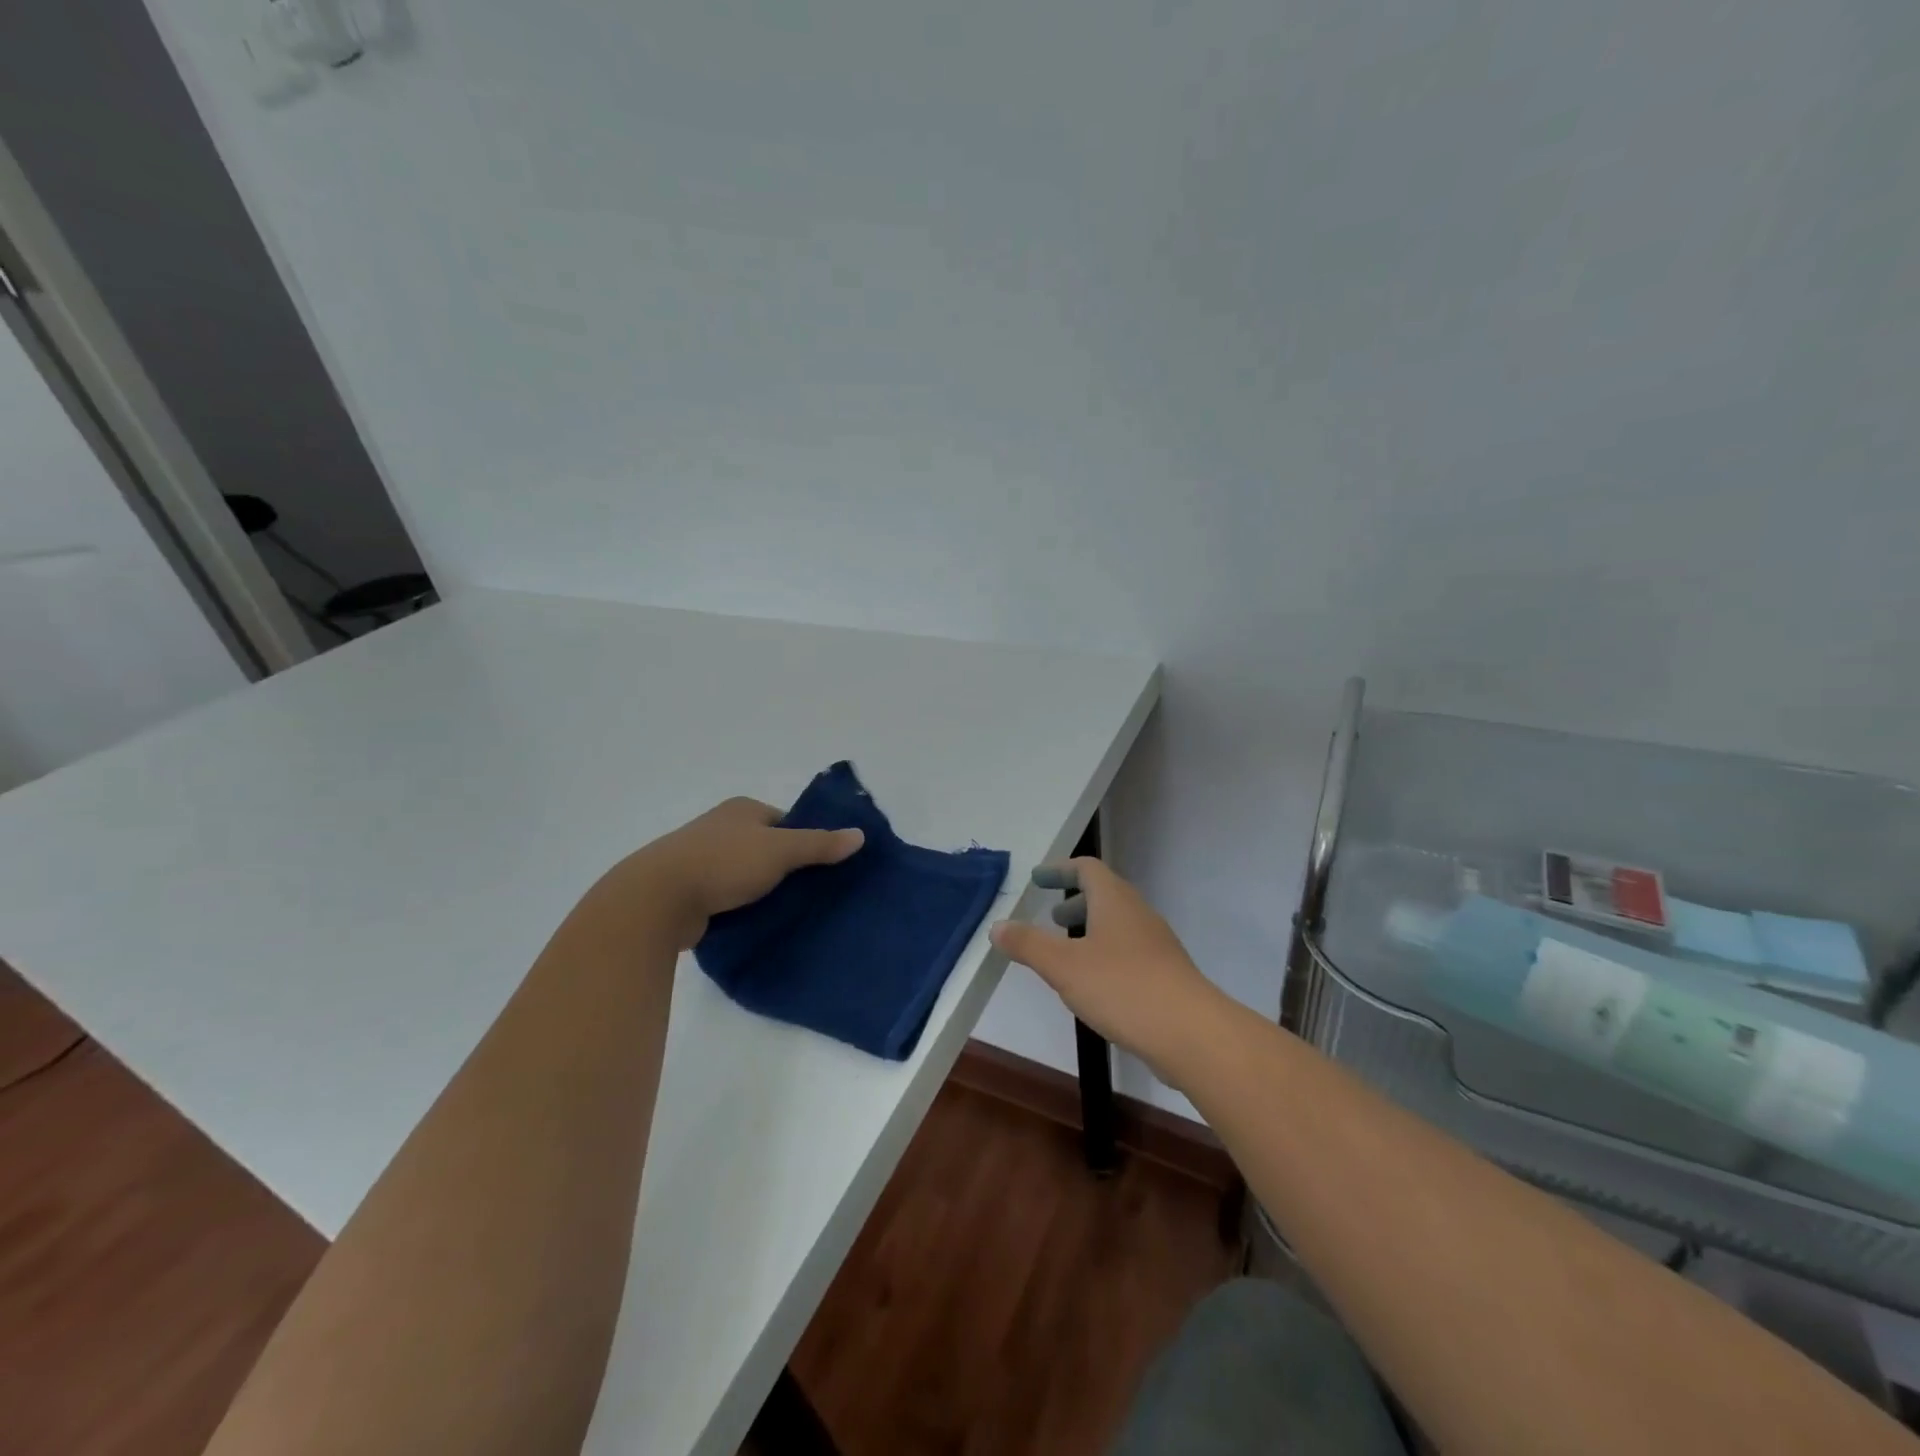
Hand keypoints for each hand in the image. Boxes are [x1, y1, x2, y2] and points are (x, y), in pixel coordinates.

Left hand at [595, 798, 863, 947]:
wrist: (658, 899)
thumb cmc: (723, 862)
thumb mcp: (780, 850)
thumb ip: (820, 845)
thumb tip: (860, 835)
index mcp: (741, 810)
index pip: (785, 822)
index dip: (805, 842)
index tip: (823, 867)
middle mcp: (720, 828)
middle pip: (767, 847)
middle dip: (786, 868)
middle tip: (813, 893)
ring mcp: (701, 859)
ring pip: (746, 874)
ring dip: (763, 891)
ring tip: (790, 912)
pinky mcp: (690, 891)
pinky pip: (727, 897)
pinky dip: (742, 908)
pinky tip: (758, 924)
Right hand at [990, 858, 1222, 1081]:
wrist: (1191, 1032)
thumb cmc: (1122, 987)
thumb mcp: (1063, 966)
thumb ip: (1028, 944)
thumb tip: (997, 925)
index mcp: (1114, 900)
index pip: (1087, 868)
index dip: (1060, 870)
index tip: (1038, 879)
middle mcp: (1138, 914)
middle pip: (1104, 895)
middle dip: (1075, 903)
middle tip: (1051, 919)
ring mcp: (1156, 945)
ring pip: (1117, 925)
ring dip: (1090, 931)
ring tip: (1066, 955)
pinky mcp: (1165, 975)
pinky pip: (1128, 952)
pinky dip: (1105, 955)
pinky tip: (1093, 985)